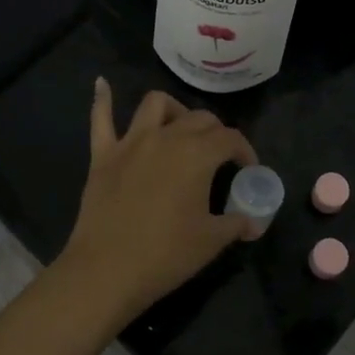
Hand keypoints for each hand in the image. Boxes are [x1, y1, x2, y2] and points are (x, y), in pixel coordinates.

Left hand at [58, 80, 256, 322]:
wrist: (106, 271)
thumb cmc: (166, 255)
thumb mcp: (211, 241)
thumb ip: (236, 223)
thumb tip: (253, 222)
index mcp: (197, 155)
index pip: (230, 138)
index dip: (245, 151)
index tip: (248, 169)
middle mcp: (166, 137)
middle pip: (198, 119)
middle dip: (215, 132)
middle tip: (220, 156)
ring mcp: (131, 142)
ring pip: (155, 104)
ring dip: (173, 110)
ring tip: (179, 127)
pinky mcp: (103, 155)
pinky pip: (101, 118)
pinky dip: (103, 99)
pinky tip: (102, 84)